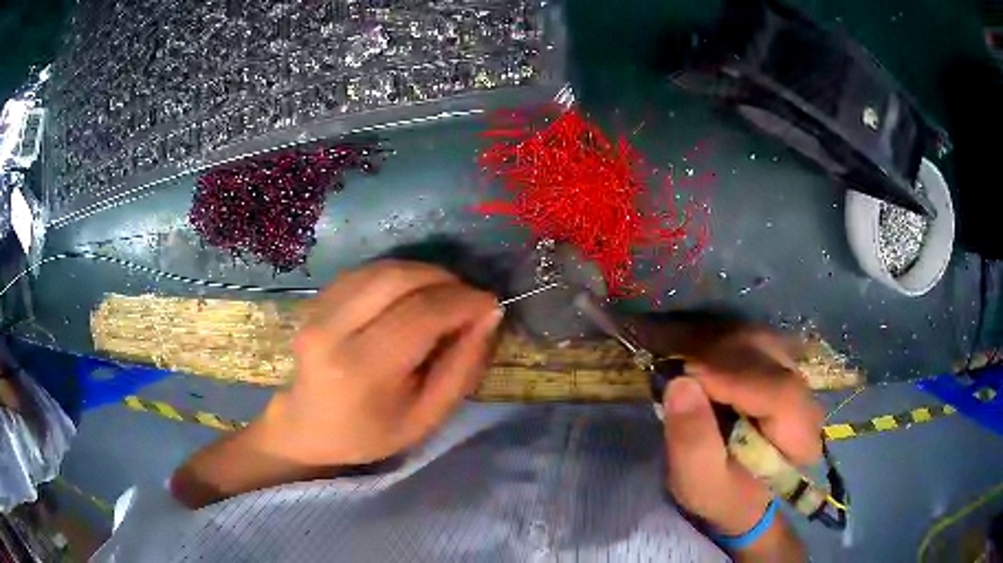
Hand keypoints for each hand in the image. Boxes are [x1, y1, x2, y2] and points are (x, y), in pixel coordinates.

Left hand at [257, 260, 501, 466]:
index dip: (463, 301)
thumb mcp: (427, 417)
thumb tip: (489, 314)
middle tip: (468, 297)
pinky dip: (397, 274)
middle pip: (398, 278)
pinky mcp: (314, 300)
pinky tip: (411, 293)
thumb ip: (462, 367)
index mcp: (361, 370)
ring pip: (381, 268)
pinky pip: (364, 272)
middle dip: (444, 279)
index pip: (421, 314)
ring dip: (422, 273)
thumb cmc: (371, 433)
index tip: (490, 303)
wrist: (310, 427)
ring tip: (445, 294)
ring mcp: (317, 311)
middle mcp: (332, 331)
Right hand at [639, 320, 821, 550]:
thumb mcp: (699, 483)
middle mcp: (808, 398)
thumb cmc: (722, 494)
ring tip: (682, 364)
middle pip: (770, 358)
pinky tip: (696, 358)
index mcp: (800, 440)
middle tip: (675, 369)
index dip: (735, 379)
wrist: (741, 492)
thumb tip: (679, 384)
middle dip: (719, 358)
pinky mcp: (780, 364)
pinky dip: (720, 343)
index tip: (686, 375)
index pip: (780, 394)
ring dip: (716, 347)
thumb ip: (692, 443)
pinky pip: (751, 339)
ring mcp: (796, 375)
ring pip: (760, 340)